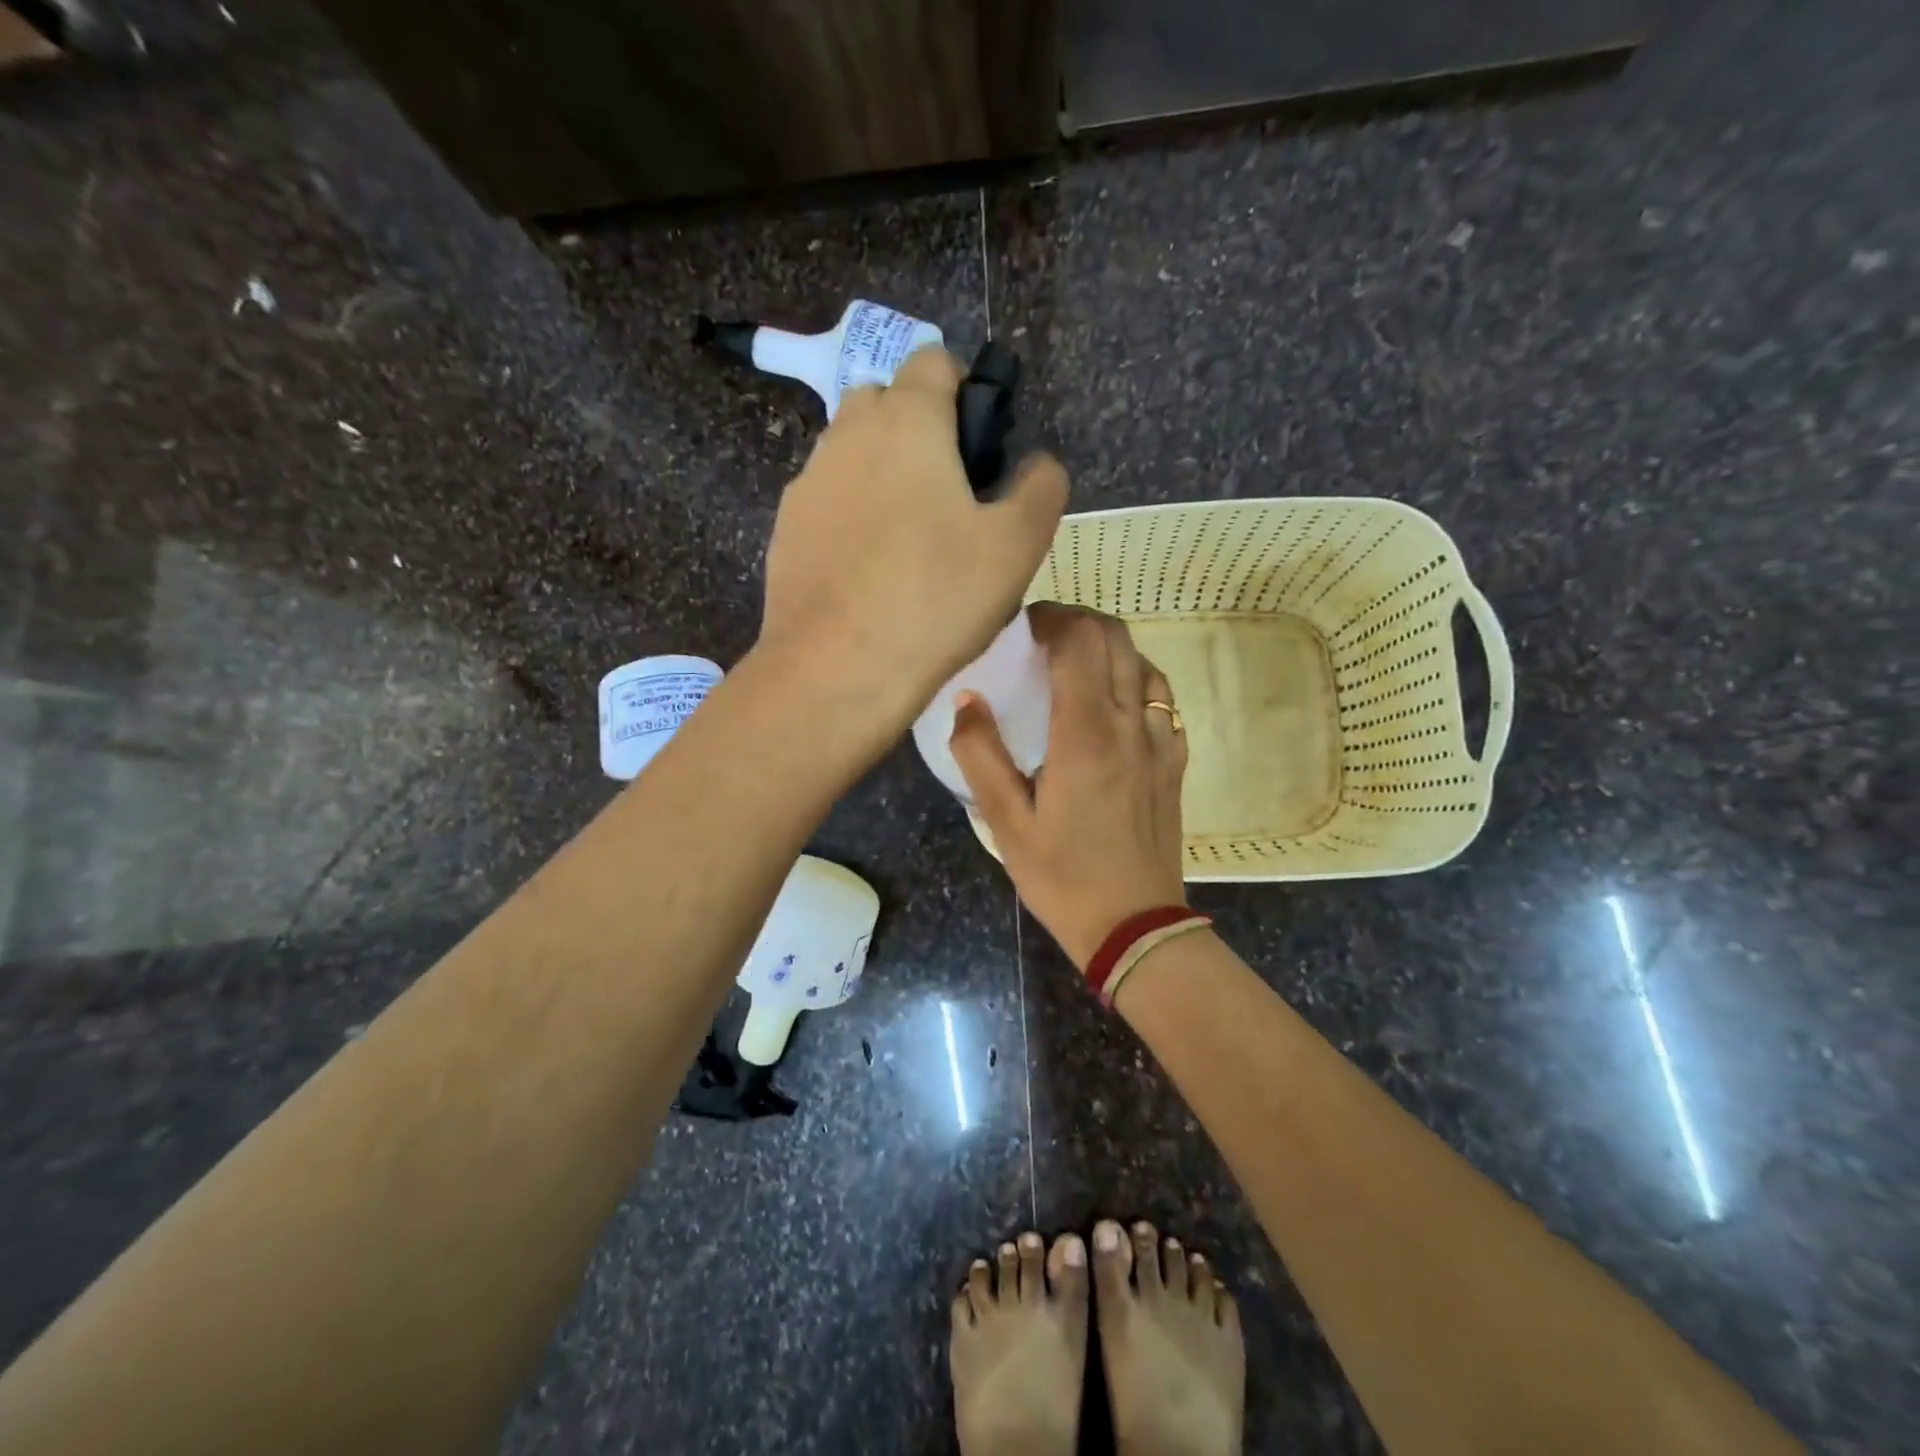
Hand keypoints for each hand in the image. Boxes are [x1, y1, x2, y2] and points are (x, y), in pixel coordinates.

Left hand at [758, 346, 1068, 727]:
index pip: (935, 361)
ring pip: (851, 452)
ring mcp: (807, 483)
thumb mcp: (1017, 545)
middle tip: (951, 495)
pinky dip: (851, 514)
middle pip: (885, 400)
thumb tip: (1038, 463)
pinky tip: (870, 570)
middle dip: (919, 428)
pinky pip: (827, 500)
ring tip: (910, 539)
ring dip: (882, 471)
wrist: (836, 671)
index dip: (966, 389)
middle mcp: (846, 435)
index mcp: (906, 421)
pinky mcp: (785, 530)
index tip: (983, 446)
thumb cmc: (936, 599)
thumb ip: (1041, 487)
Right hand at [949, 604, 1188, 968]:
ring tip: (1072, 663)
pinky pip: (1161, 696)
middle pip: (1115, 638)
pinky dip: (1134, 677)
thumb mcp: (1006, 822)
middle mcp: (1131, 723)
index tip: (1019, 626)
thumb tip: (968, 698)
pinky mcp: (1174, 761)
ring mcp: (1161, 740)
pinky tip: (1110, 702)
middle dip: (1077, 621)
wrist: (1136, 927)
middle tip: (1039, 636)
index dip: (1049, 618)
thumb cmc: (1063, 876)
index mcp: (1086, 733)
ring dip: (1107, 646)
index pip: (1078, 641)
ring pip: (1143, 661)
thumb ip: (981, 754)